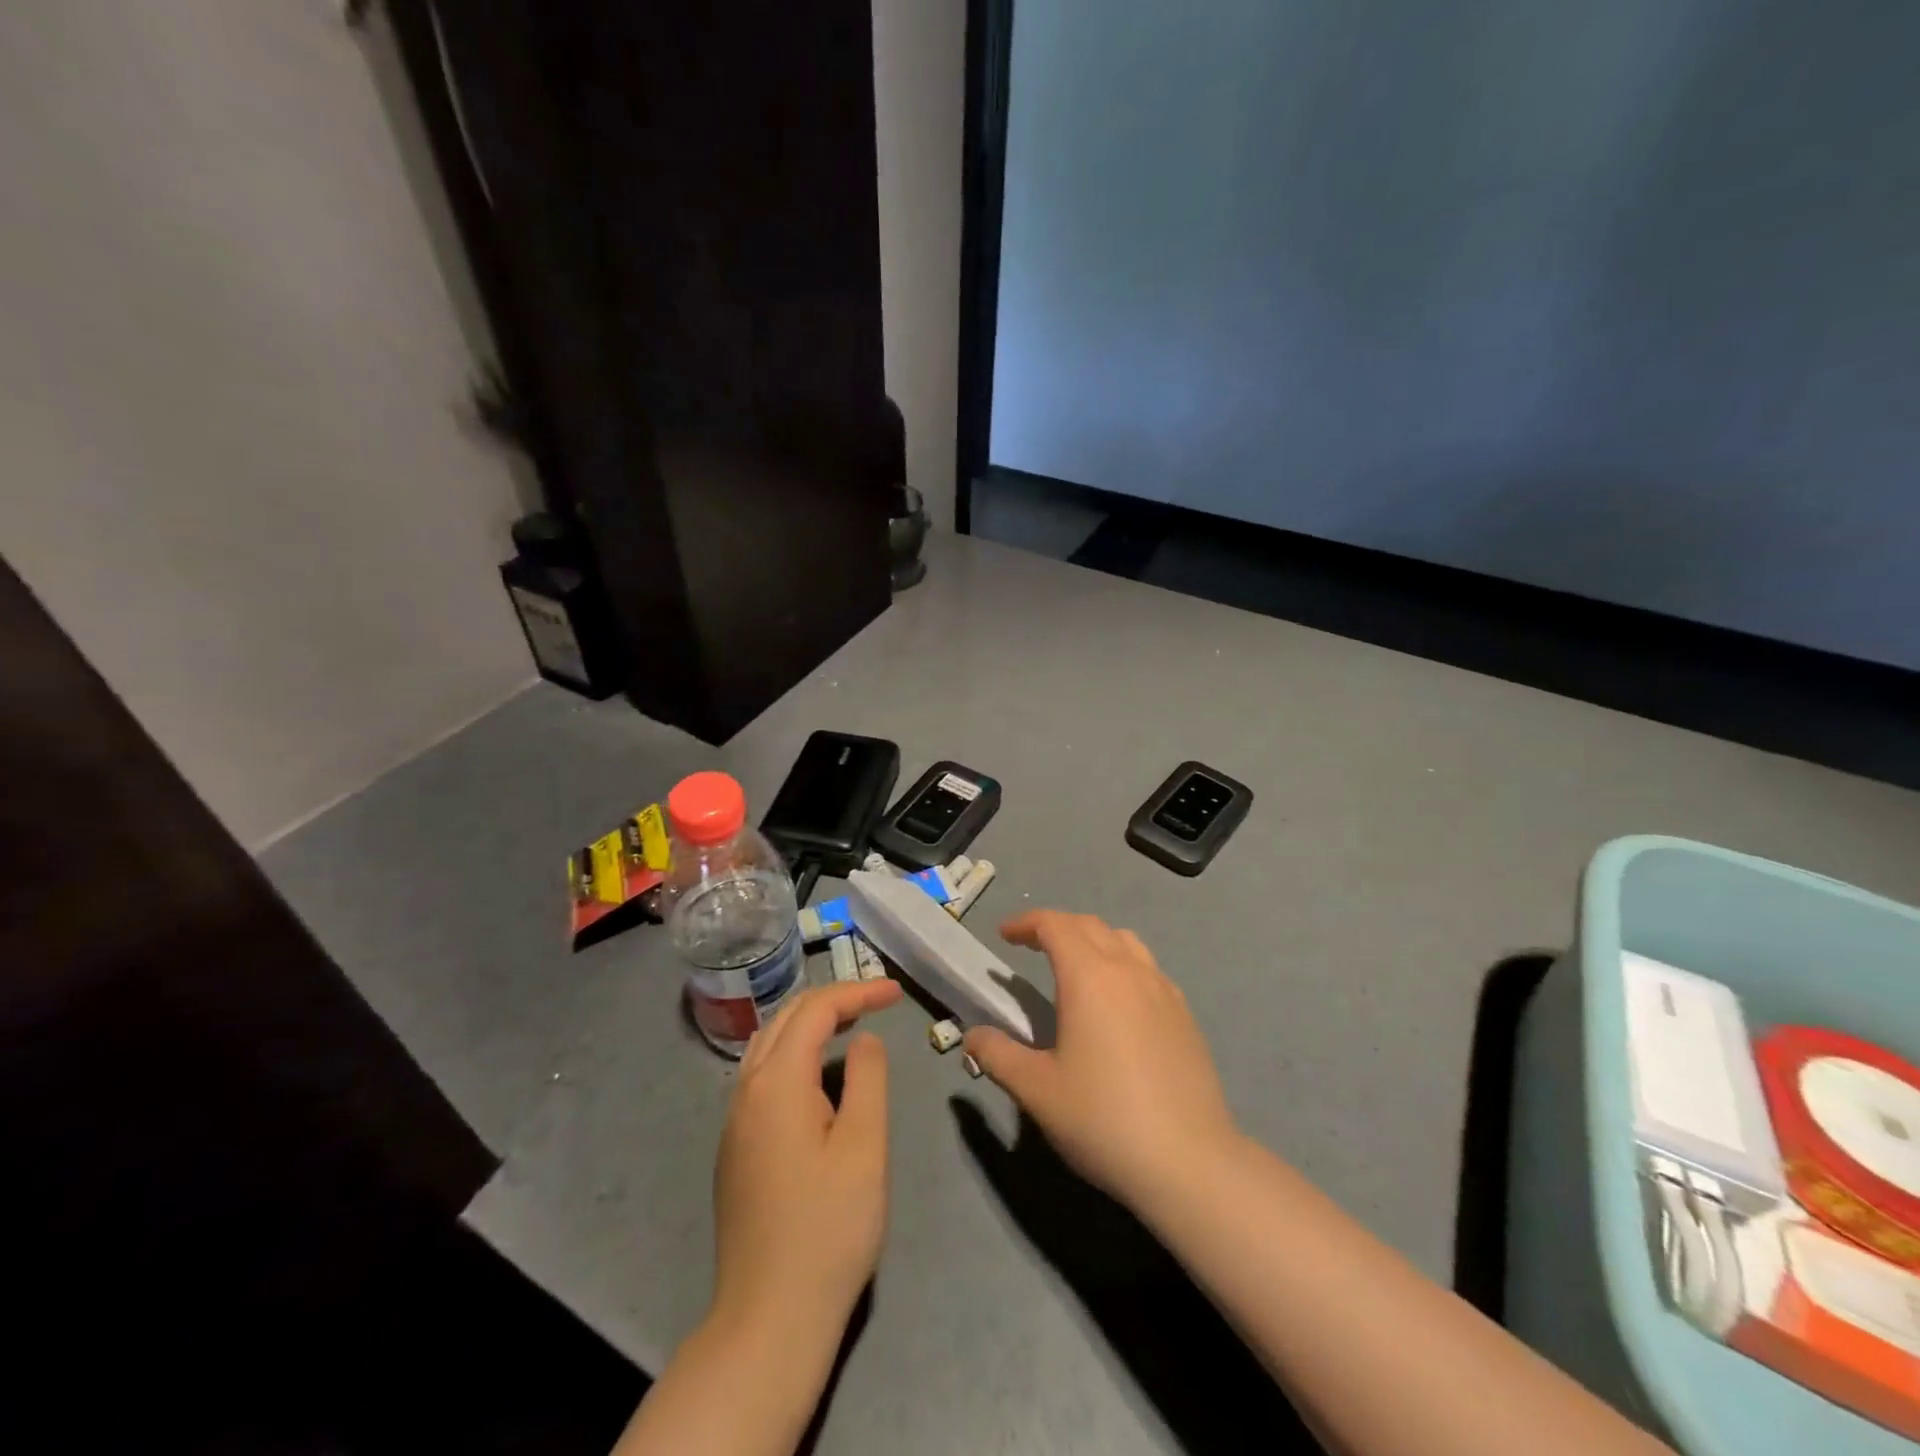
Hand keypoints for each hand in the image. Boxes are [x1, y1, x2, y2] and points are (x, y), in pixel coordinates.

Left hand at [712, 978, 902, 1343]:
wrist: (769, 1319)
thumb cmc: (828, 1229)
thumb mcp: (865, 1147)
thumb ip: (867, 1078)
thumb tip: (864, 1039)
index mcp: (777, 1083)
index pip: (816, 1010)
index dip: (857, 992)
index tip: (897, 993)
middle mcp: (746, 1091)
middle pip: (786, 1018)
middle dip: (833, 999)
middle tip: (878, 1001)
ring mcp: (734, 1122)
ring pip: (768, 1044)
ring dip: (809, 1022)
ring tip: (851, 1024)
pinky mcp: (735, 1148)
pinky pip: (762, 1074)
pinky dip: (794, 1052)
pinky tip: (818, 1073)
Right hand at [964, 911, 1238, 1212]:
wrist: (1188, 1161)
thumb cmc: (1103, 1119)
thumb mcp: (1036, 1090)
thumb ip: (998, 1055)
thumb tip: (972, 1036)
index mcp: (1089, 976)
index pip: (1054, 925)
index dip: (1025, 923)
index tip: (1003, 935)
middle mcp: (1128, 970)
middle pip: (1088, 925)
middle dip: (1055, 927)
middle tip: (1030, 946)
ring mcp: (1162, 989)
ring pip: (1123, 941)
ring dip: (1092, 939)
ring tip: (1073, 965)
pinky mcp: (1184, 1013)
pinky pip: (1147, 967)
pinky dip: (1121, 963)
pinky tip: (1116, 1001)